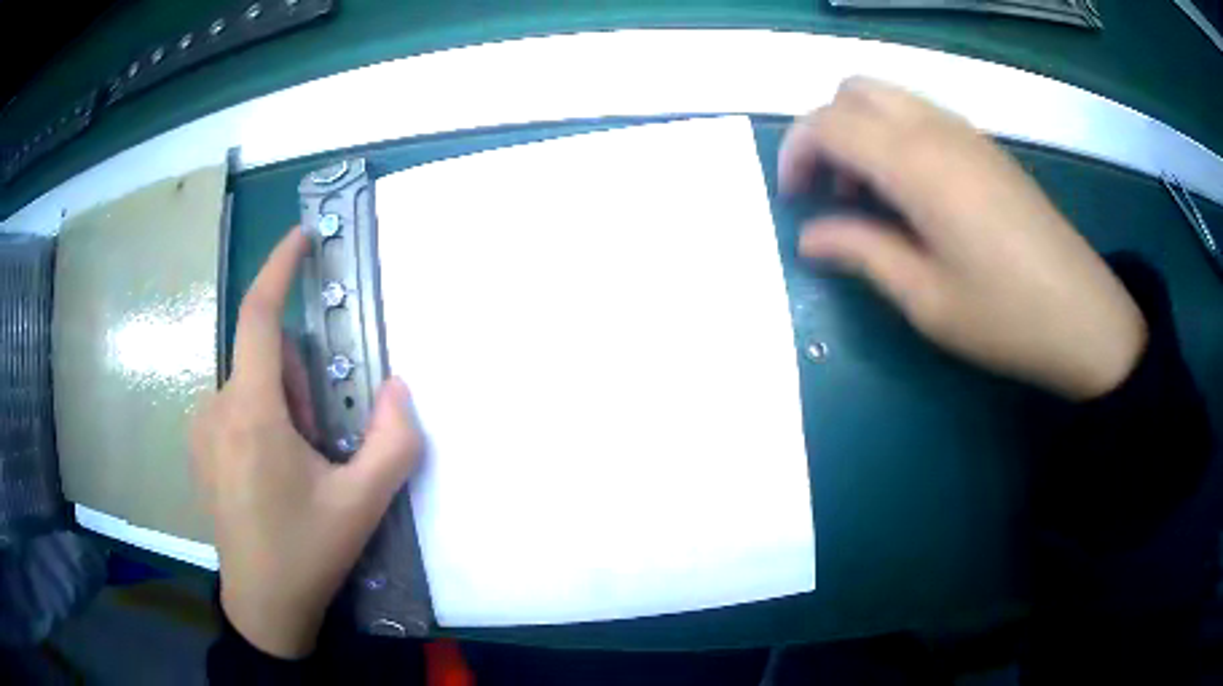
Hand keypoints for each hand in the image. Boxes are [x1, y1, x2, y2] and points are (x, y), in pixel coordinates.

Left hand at [192, 227, 422, 657]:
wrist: (263, 606)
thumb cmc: (307, 554)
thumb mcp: (362, 504)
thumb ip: (394, 441)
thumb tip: (398, 386)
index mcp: (251, 415)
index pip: (258, 317)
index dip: (279, 268)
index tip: (303, 238)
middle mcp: (216, 408)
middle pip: (264, 357)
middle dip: (300, 383)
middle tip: (321, 443)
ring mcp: (201, 428)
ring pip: (250, 383)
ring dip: (282, 405)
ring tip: (297, 466)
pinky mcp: (198, 446)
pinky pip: (234, 405)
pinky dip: (260, 419)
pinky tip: (270, 475)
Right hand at [780, 77, 1146, 399]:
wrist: (1085, 318)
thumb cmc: (1005, 316)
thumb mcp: (925, 298)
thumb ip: (860, 252)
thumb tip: (808, 236)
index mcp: (916, 163)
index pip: (827, 123)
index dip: (795, 153)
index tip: (793, 202)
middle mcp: (936, 129)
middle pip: (853, 91)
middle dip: (824, 131)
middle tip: (827, 191)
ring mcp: (965, 132)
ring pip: (887, 98)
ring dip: (859, 132)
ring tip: (868, 198)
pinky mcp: (985, 147)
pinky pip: (919, 116)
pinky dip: (893, 137)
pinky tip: (911, 194)